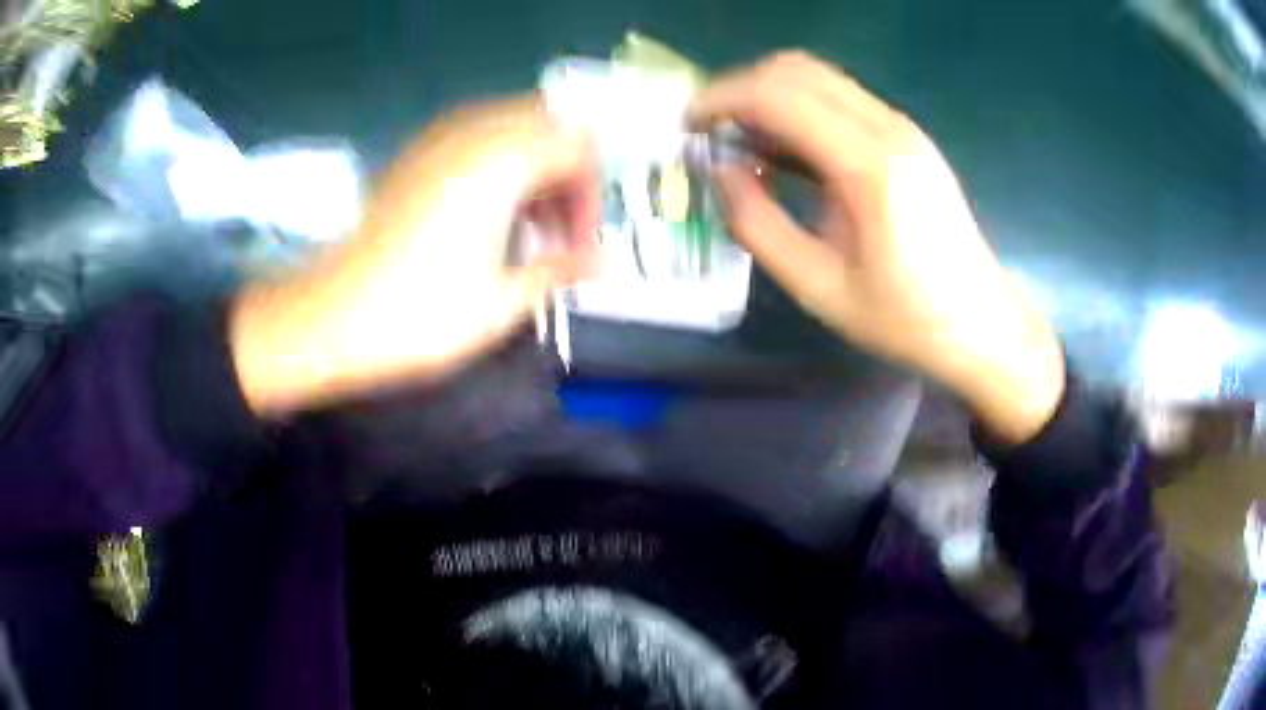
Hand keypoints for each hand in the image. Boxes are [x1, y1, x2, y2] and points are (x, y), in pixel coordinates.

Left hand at [230, 96, 597, 415]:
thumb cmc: (416, 315)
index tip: (582, 245)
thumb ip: (561, 269)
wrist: (328, 319)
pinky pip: (477, 137)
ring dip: (534, 166)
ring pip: (512, 126)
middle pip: (547, 125)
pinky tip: (490, 214)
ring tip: (529, 227)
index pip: (577, 147)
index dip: (591, 195)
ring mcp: (438, 139)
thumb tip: (609, 262)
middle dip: (566, 172)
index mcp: (500, 163)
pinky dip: (500, 164)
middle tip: (561, 230)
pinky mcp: (415, 156)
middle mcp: (472, 134)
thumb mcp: (501, 302)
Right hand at [691, 52, 1063, 443]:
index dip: (722, 99)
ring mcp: (903, 127)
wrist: (981, 321)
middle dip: (741, 88)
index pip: (779, 95)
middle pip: (796, 70)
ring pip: (818, 76)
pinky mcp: (907, 135)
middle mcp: (889, 129)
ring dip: (770, 95)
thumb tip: (720, 170)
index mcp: (870, 167)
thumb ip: (757, 225)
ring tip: (742, 142)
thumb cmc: (904, 317)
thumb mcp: (818, 287)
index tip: (689, 125)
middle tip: (712, 132)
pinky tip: (786, 150)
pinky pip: (840, 97)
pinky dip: (800, 107)